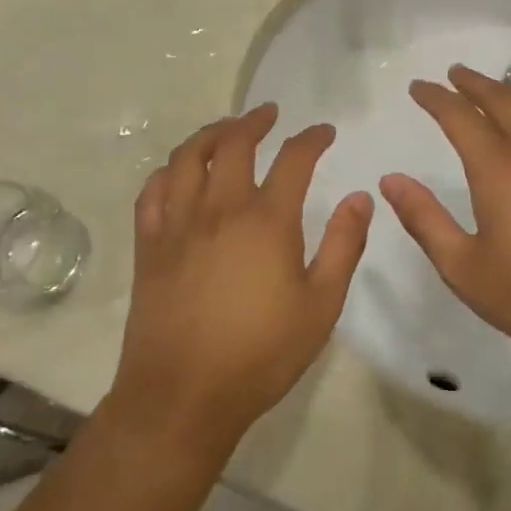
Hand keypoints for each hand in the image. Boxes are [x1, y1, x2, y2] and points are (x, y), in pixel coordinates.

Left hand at [108, 104, 372, 455]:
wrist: (184, 396)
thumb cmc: (261, 353)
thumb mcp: (322, 305)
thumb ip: (344, 246)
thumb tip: (360, 197)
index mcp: (267, 221)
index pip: (293, 159)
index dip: (312, 138)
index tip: (324, 132)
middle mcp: (220, 209)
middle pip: (234, 144)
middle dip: (254, 121)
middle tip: (269, 114)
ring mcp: (178, 224)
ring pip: (188, 157)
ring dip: (210, 134)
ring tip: (226, 129)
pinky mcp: (149, 246)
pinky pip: (153, 192)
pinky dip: (169, 171)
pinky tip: (179, 172)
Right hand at [378, 65, 510, 374]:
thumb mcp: (465, 269)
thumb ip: (425, 220)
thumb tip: (391, 180)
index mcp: (499, 169)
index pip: (459, 116)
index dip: (435, 98)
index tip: (419, 87)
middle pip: (501, 100)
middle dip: (473, 84)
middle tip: (454, 74)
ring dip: (508, 95)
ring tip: (492, 93)